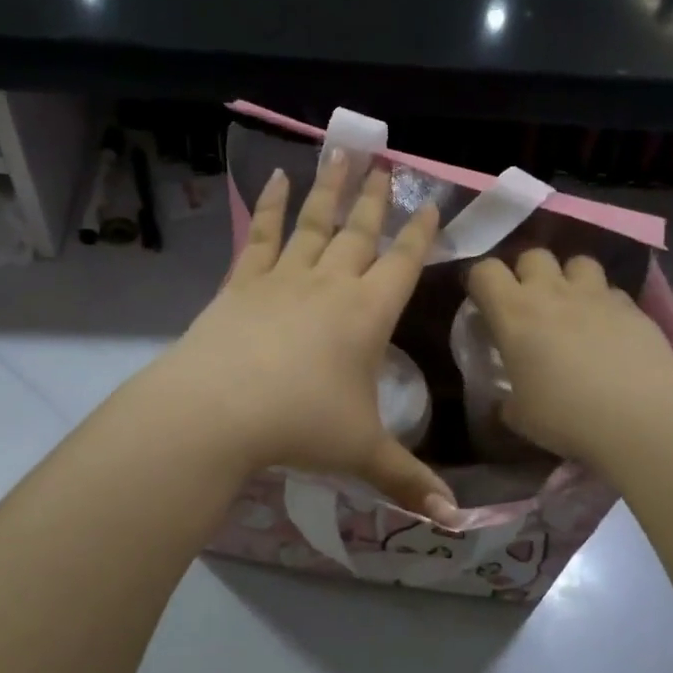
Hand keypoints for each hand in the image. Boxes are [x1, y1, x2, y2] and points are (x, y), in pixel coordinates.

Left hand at [149, 152, 456, 519]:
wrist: (218, 410)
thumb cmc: (300, 426)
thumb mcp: (361, 454)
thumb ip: (408, 480)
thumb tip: (454, 520)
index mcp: (368, 315)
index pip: (403, 264)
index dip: (420, 233)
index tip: (429, 203)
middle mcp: (330, 285)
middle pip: (360, 232)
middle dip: (376, 199)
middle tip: (385, 163)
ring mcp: (284, 279)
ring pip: (314, 223)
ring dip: (330, 188)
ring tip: (341, 152)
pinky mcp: (243, 283)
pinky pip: (263, 237)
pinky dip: (272, 207)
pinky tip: (276, 182)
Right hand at [466, 249, 672, 465]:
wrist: (642, 416)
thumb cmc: (567, 416)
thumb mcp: (521, 417)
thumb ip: (507, 400)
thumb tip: (506, 402)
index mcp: (514, 314)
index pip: (484, 271)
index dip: (480, 283)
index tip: (483, 306)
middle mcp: (552, 292)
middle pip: (533, 255)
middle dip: (527, 274)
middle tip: (529, 306)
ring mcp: (596, 295)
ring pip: (577, 262)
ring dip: (569, 279)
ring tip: (572, 308)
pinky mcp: (632, 306)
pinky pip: (611, 291)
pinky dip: (604, 303)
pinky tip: (608, 330)